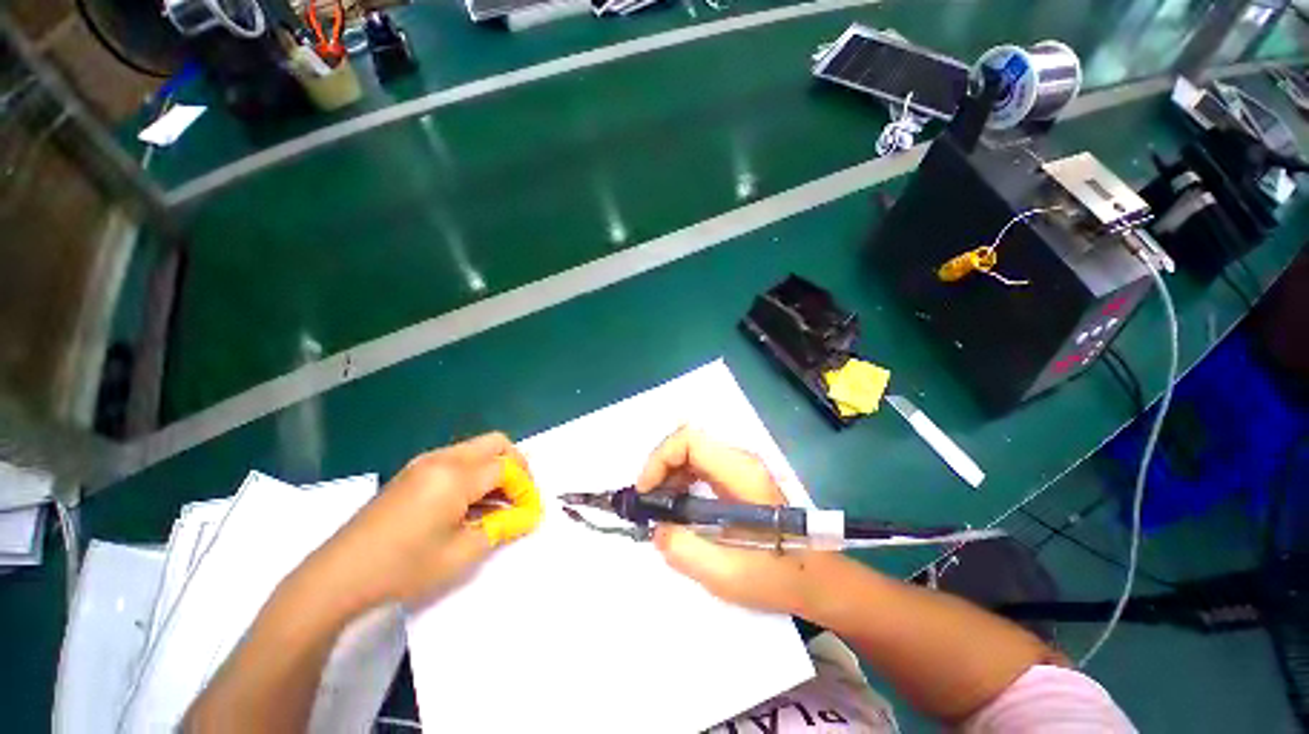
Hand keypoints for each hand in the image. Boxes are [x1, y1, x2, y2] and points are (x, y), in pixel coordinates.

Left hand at [305, 432, 540, 610]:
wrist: (337, 578)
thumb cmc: (403, 567)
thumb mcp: (461, 553)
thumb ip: (501, 528)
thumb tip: (527, 516)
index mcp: (456, 475)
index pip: (507, 468)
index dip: (525, 488)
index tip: (530, 512)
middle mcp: (442, 459)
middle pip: (496, 444)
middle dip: (516, 466)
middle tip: (520, 495)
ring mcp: (424, 463)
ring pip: (476, 449)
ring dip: (495, 469)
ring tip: (498, 504)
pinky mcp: (412, 473)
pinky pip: (456, 460)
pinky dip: (474, 474)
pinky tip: (470, 505)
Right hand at [636, 427, 820, 614]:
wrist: (818, 580)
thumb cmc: (779, 577)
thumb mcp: (726, 574)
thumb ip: (683, 550)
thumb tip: (657, 529)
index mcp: (741, 472)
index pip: (690, 439)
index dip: (660, 458)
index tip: (646, 492)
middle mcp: (740, 461)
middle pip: (688, 442)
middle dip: (661, 468)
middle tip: (649, 504)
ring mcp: (740, 468)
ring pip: (692, 452)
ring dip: (669, 475)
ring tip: (660, 509)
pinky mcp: (738, 480)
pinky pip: (700, 467)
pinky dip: (681, 481)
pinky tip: (678, 508)